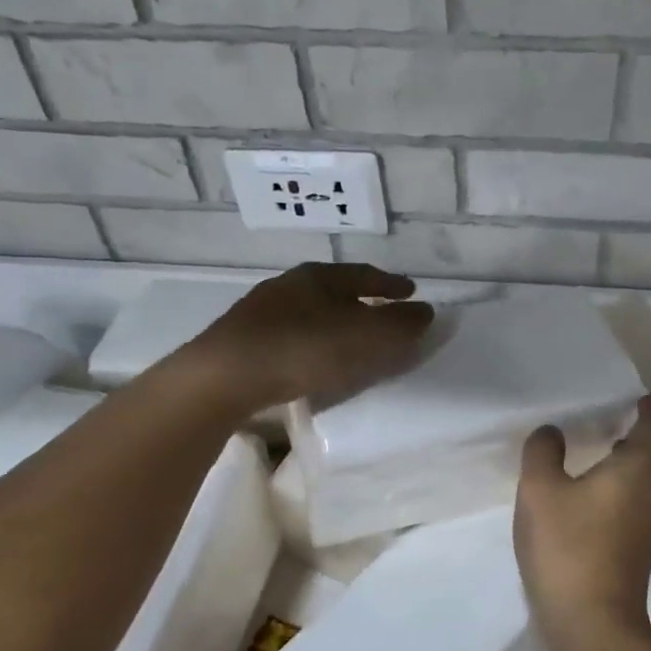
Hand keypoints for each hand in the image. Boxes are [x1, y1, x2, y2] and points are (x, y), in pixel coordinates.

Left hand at [186, 263, 434, 409]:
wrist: (223, 376)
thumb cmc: (302, 349)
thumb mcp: (363, 337)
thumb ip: (398, 324)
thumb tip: (426, 311)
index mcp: (319, 276)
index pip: (364, 273)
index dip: (391, 284)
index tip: (411, 292)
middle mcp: (289, 285)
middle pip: (335, 288)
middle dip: (362, 299)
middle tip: (383, 312)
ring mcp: (262, 311)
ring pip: (310, 310)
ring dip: (334, 320)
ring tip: (350, 338)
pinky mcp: (244, 339)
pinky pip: (291, 332)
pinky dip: (312, 339)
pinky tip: (312, 357)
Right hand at [514, 396, 650, 648]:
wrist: (592, 622)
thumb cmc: (567, 548)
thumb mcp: (539, 492)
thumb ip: (543, 454)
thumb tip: (552, 432)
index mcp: (638, 470)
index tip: (641, 400)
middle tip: (631, 427)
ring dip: (650, 464)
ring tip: (614, 457)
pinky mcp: (643, 548)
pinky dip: (639, 488)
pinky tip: (604, 497)